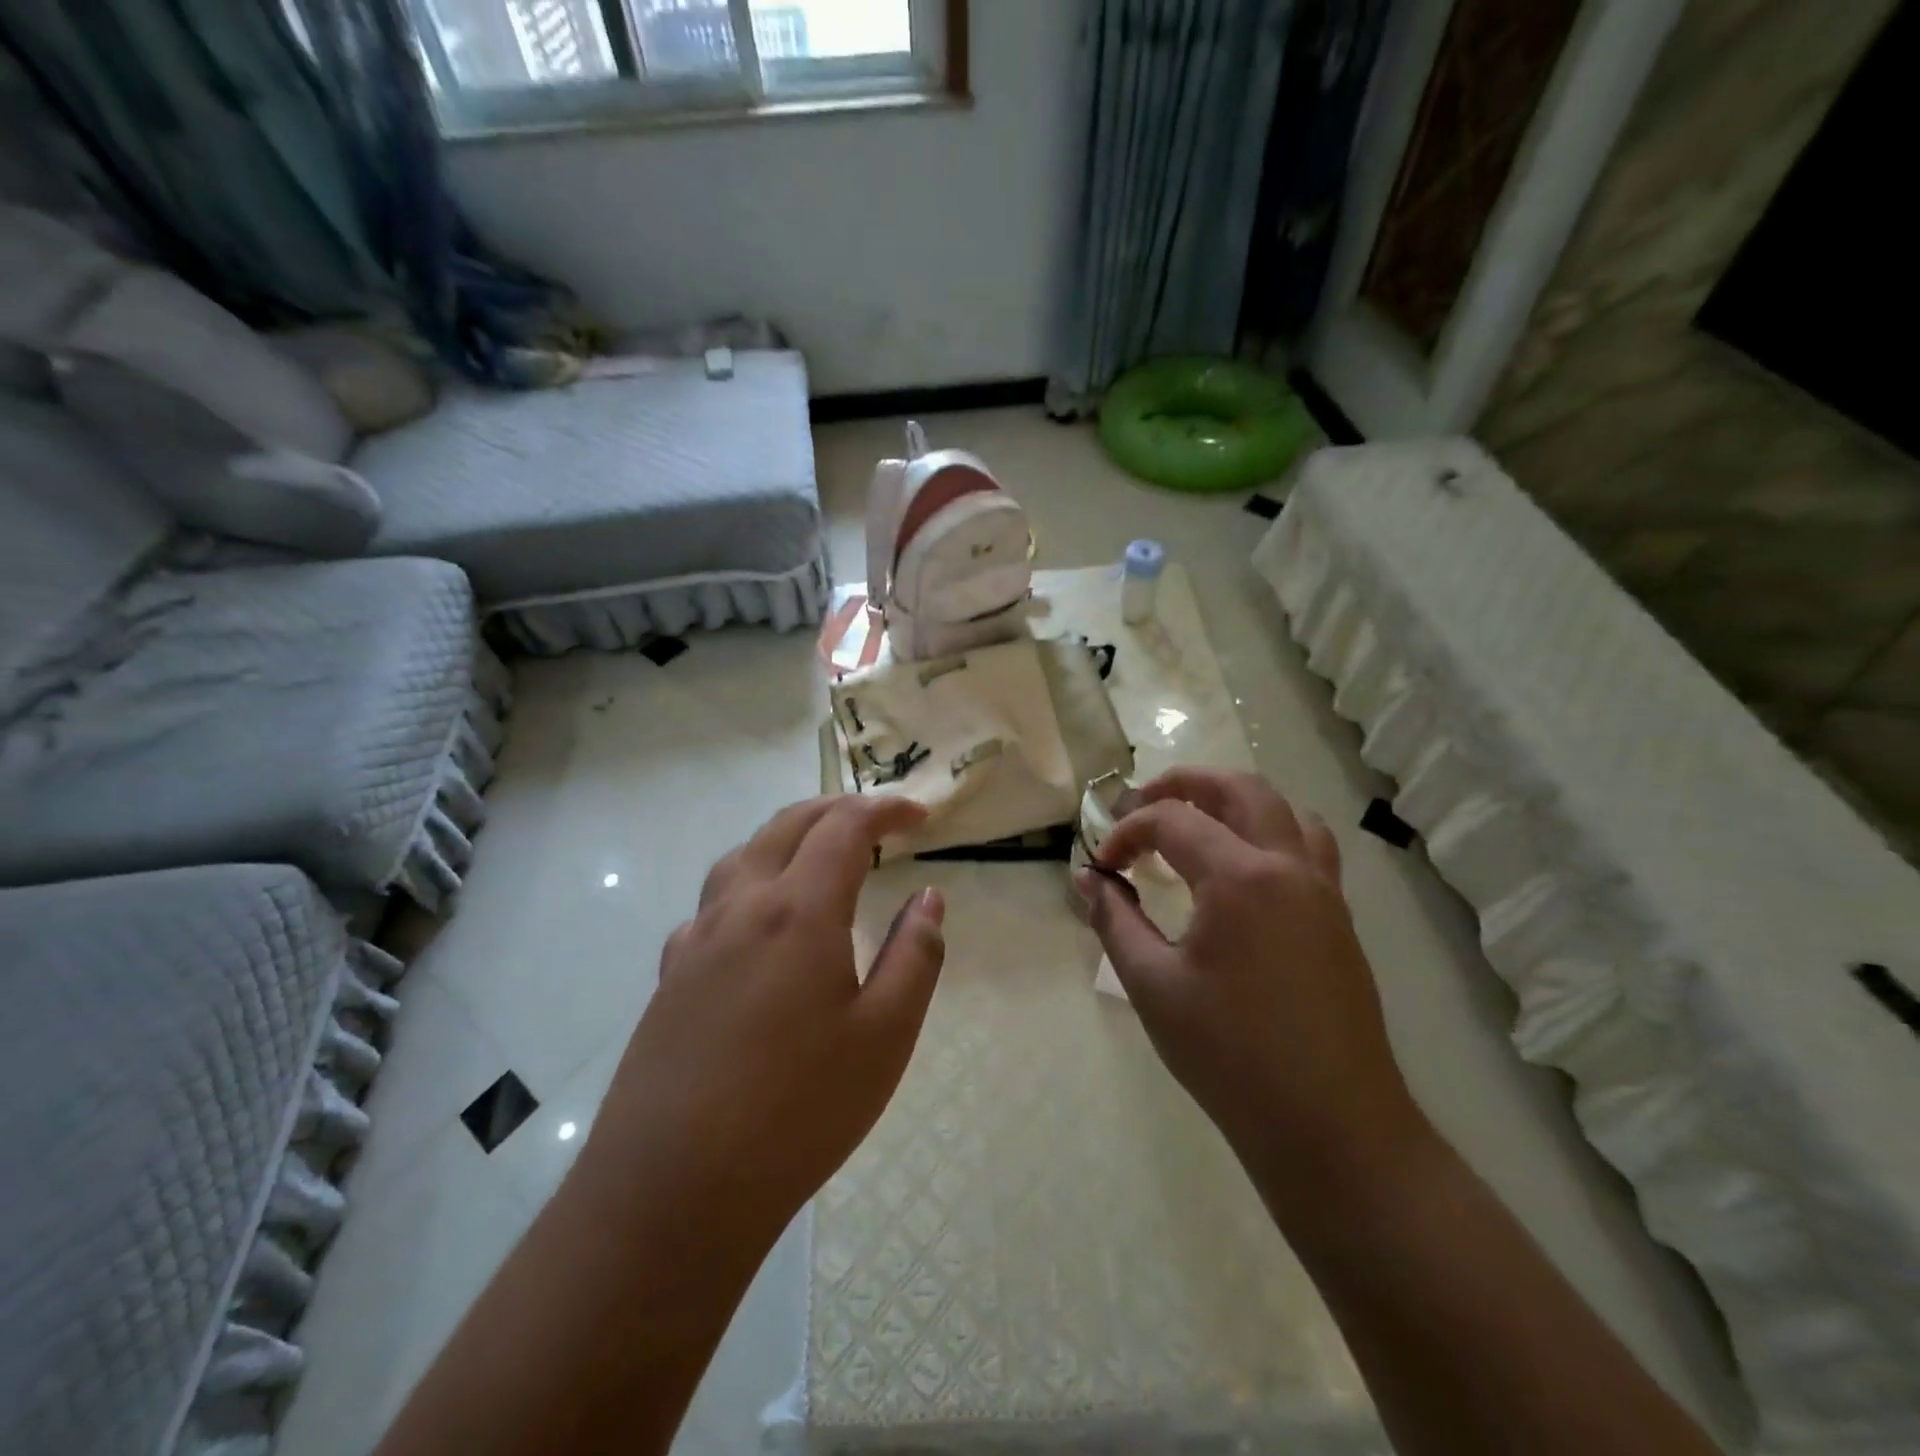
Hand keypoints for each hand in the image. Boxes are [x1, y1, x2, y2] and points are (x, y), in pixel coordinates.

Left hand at [578, 796, 946, 1250]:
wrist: (671, 1191)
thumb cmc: (798, 1111)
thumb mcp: (885, 1036)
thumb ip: (914, 955)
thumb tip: (928, 898)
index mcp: (798, 911)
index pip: (844, 827)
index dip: (884, 809)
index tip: (919, 814)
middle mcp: (741, 907)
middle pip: (787, 825)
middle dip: (836, 809)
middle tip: (877, 821)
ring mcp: (696, 940)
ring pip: (742, 856)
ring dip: (788, 837)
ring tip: (819, 855)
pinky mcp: (670, 977)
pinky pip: (713, 903)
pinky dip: (749, 882)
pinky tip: (759, 924)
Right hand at [1078, 769, 1420, 1180]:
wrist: (1330, 1125)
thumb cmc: (1230, 1055)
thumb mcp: (1153, 985)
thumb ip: (1115, 919)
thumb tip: (1086, 878)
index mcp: (1240, 877)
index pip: (1171, 821)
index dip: (1126, 833)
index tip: (1102, 866)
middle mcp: (1288, 865)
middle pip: (1239, 788)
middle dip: (1184, 784)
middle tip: (1142, 805)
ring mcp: (1322, 888)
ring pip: (1283, 808)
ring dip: (1233, 801)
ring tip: (1196, 823)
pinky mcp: (1338, 916)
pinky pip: (1308, 844)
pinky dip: (1270, 830)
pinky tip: (1244, 867)